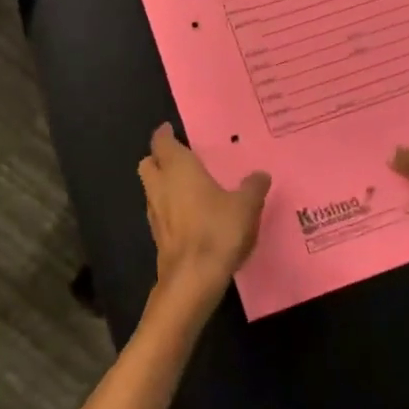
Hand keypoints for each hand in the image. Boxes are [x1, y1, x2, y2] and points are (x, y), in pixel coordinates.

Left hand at [138, 124, 271, 308]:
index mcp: (178, 169)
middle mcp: (160, 186)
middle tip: (178, 158)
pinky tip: (189, 215)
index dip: (164, 134)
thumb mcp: (246, 205)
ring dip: (162, 184)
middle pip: (148, 164)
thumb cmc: (217, 230)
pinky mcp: (157, 236)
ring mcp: (155, 213)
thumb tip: (260, 174)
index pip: (162, 143)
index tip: (169, 129)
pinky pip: (159, 212)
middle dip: (158, 159)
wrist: (193, 279)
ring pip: (151, 189)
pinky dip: (169, 208)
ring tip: (186, 186)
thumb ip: (253, 187)